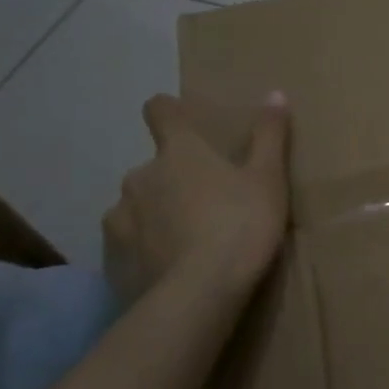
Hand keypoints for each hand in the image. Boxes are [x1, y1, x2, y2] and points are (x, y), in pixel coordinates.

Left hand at [103, 92, 290, 310]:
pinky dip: (146, 248)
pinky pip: (130, 243)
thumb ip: (269, 136)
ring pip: (137, 206)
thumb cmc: (241, 225)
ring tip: (186, 240)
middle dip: (173, 179)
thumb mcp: (268, 179)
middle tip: (206, 202)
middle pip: (153, 167)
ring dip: (156, 214)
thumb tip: (275, 93)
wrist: (200, 294)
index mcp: (179, 152)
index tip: (178, 118)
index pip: (160, 113)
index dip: (168, 111)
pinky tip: (170, 266)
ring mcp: (120, 219)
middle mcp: (139, 177)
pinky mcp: (114, 259)